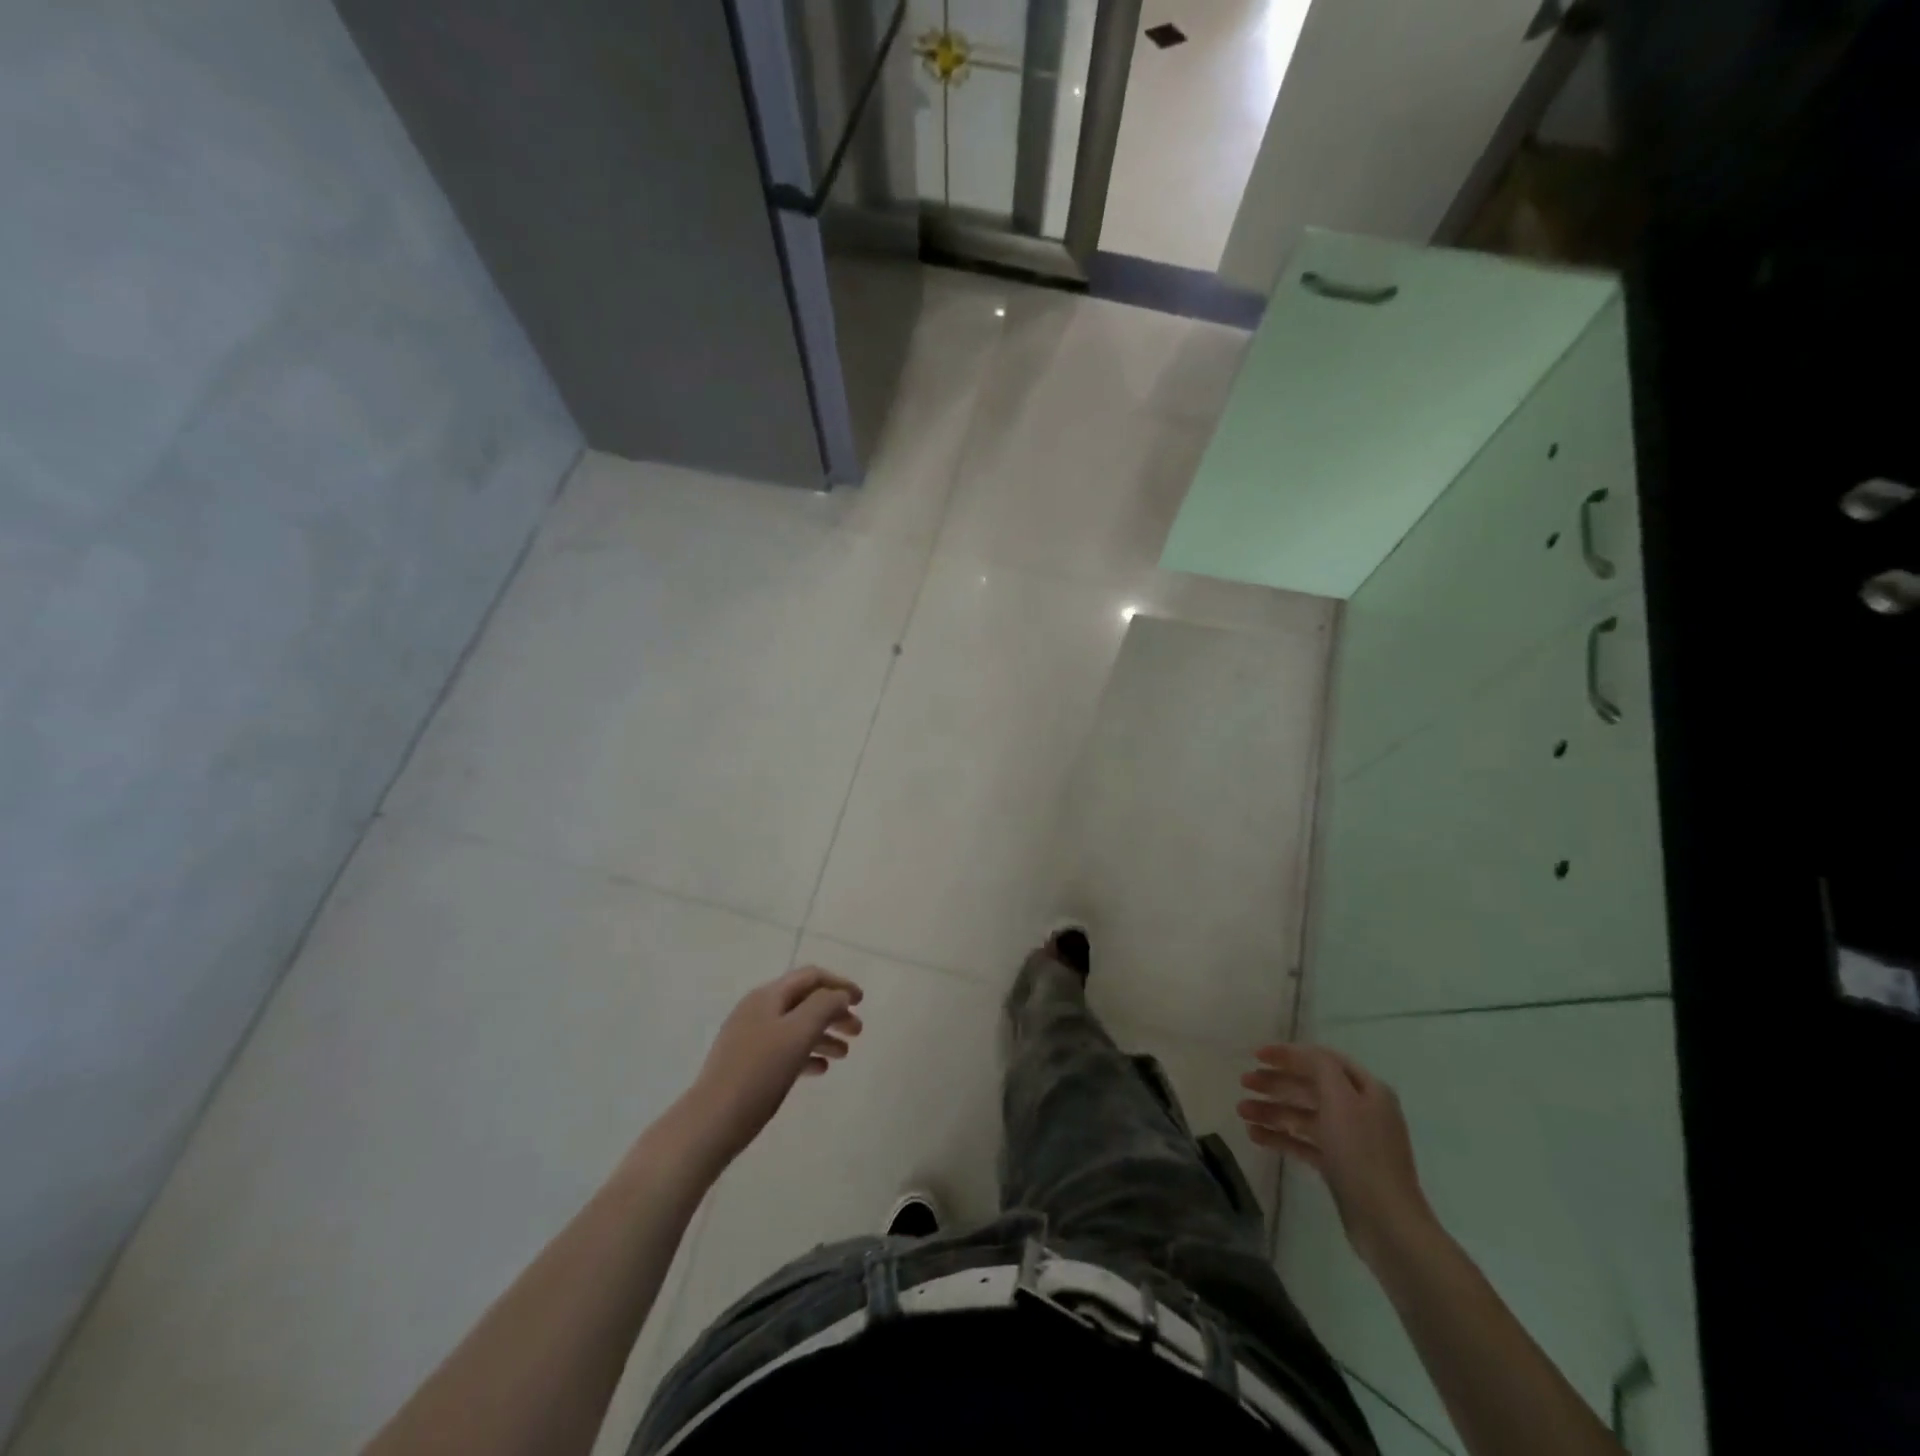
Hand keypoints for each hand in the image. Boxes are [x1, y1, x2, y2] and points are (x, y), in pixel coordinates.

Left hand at [682, 967, 864, 1168]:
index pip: (811, 977)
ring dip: (823, 1035)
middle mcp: (758, 1010)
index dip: (839, 984)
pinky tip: (820, 1070)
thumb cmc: (759, 1073)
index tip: (862, 1002)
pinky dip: (806, 1054)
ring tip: (844, 1054)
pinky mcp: (746, 1064)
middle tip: (858, 1032)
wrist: (711, 1122)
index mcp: (768, 996)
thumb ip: (824, 1007)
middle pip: (804, 1001)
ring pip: (795, 1027)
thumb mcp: (798, 1033)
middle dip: (834, 1012)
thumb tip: (839, 996)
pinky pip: (783, 1049)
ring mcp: (749, 1037)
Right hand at [1238, 1043, 1433, 1266]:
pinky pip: (1304, 1143)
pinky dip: (1281, 1137)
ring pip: (1303, 1116)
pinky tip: (1255, 1135)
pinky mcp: (1339, 1167)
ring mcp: (1349, 1141)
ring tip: (1242, 1112)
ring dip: (1272, 1111)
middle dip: (1276, 1083)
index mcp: (1367, 1091)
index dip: (1289, 1054)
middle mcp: (1360, 1111)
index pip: (1323, 1060)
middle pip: (1310, 1087)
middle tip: (1244, 1083)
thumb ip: (1320, 1068)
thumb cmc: (1362, 1154)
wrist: (1387, 1224)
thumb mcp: (1341, 1100)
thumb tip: (1301, 1054)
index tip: (1256, 1055)